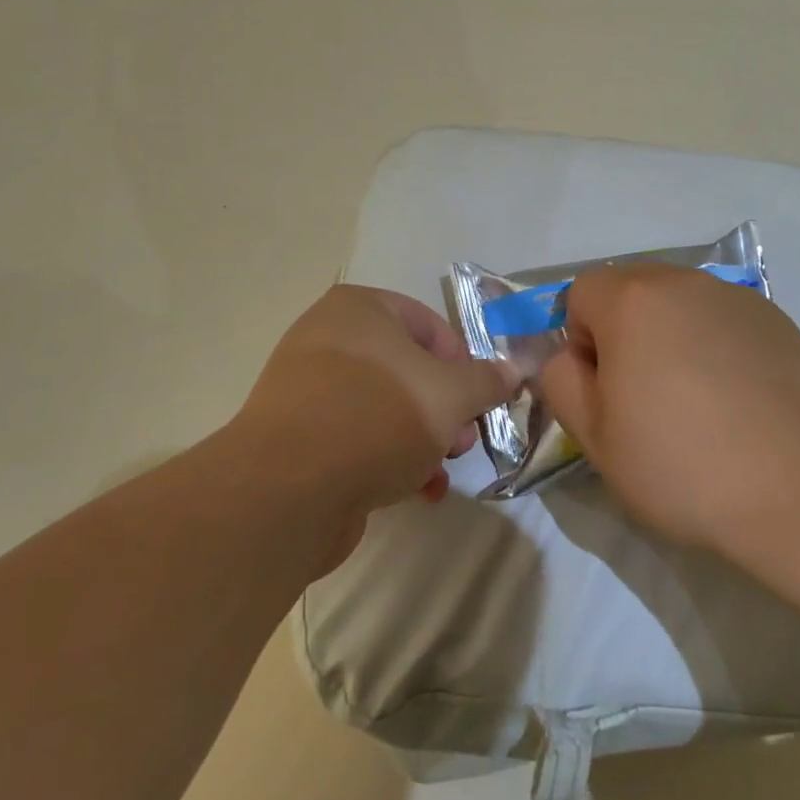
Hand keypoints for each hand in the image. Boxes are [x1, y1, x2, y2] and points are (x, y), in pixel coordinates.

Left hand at [238, 286, 519, 565]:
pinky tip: (413, 491)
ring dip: (423, 439)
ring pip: (386, 407)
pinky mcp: (299, 436)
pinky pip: (357, 437)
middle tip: (461, 441)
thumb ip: (486, 380)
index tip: (478, 400)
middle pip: (409, 369)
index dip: (463, 363)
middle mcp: (328, 339)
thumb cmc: (378, 416)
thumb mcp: (450, 395)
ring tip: (439, 470)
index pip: (430, 325)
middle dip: (445, 409)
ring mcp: (309, 389)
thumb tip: (511, 371)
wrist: (288, 489)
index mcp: (360, 309)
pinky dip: (389, 459)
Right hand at [536, 265, 799, 551]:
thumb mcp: (592, 435)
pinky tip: (737, 398)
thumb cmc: (679, 465)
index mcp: (633, 301)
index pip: (581, 293)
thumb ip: (560, 382)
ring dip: (670, 334)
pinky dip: (715, 344)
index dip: (580, 340)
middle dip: (624, 330)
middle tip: (644, 393)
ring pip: (679, 302)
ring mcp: (736, 298)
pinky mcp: (777, 321)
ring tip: (695, 398)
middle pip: (631, 288)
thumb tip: (568, 358)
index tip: (606, 389)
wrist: (795, 491)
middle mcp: (684, 282)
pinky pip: (722, 319)